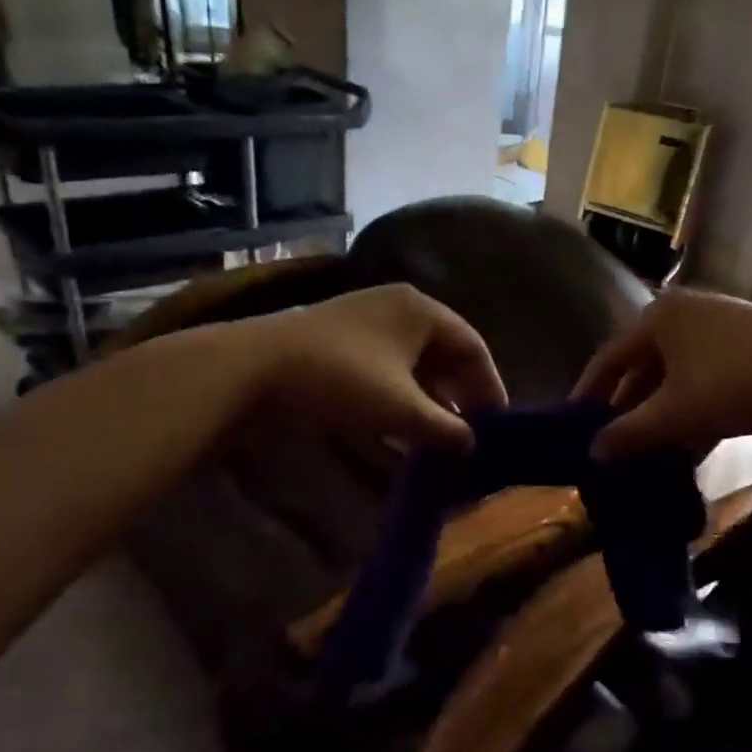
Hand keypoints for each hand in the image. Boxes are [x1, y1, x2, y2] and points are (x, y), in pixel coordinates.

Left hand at [224, 284, 507, 450]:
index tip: (498, 423)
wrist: (253, 369)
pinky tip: (403, 428)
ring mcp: (366, 322)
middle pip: (445, 354)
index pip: (473, 346)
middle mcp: (398, 307)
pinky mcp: (341, 342)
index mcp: (421, 310)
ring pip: (415, 364)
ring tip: (441, 437)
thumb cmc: (341, 380)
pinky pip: (388, 369)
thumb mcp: (402, 409)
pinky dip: (401, 397)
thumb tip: (472, 444)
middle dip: (460, 395)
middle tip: (472, 432)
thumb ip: (445, 429)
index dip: (490, 386)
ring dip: (431, 400)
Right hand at [573, 290, 751, 458]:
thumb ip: (630, 433)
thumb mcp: (678, 413)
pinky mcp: (744, 349)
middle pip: (641, 367)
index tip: (574, 426)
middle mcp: (684, 314)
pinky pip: (701, 381)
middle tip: (609, 444)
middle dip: (627, 409)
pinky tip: (685, 446)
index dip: (589, 394)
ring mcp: (718, 330)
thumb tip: (592, 453)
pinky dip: (689, 411)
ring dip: (659, 415)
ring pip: (673, 378)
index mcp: (659, 317)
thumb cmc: (740, 383)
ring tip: (644, 452)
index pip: (609, 358)